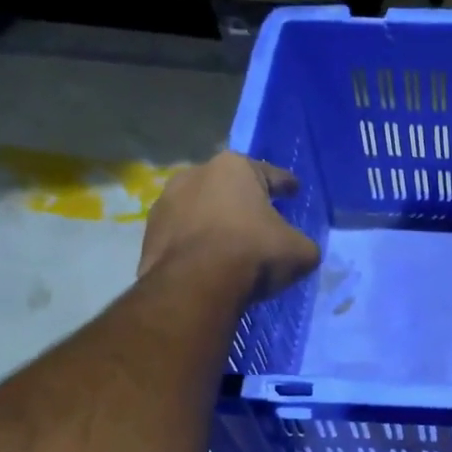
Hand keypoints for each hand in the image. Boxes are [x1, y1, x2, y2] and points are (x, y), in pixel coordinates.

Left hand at [138, 150, 320, 302]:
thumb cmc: (253, 253)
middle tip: (259, 221)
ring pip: (200, 209)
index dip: (286, 185)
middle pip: (229, 188)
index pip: (270, 174)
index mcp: (235, 167)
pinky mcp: (149, 232)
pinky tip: (205, 263)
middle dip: (243, 202)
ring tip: (228, 246)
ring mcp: (166, 201)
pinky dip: (194, 245)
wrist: (197, 284)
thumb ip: (303, 244)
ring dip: (214, 222)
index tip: (294, 190)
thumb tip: (300, 249)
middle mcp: (196, 173)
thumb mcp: (300, 252)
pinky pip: (182, 236)